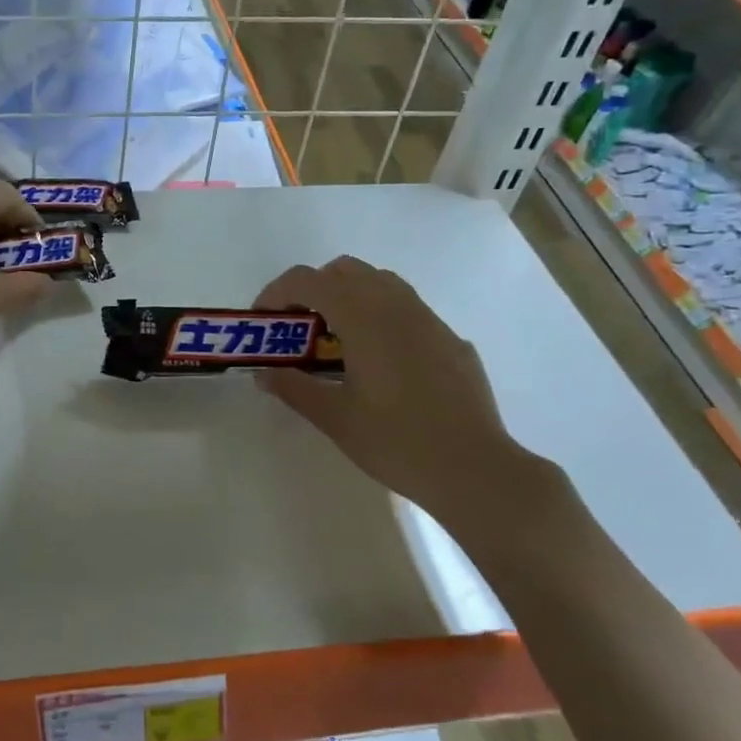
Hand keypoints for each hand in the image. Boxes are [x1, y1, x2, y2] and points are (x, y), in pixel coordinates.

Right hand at [253, 257, 554, 539]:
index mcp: (363, 317)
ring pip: (381, 283)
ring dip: (349, 297)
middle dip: (313, 289)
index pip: (309, 280)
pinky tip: (383, 363)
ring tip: (338, 340)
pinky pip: (408, 310)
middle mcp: (397, 306)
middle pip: (345, 271)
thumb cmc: (397, 442)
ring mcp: (429, 320)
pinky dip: (381, 318)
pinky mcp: (451, 340)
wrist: (476, 469)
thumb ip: (294, 388)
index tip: (264, 320)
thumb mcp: (335, 418)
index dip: (277, 292)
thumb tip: (265, 374)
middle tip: (299, 328)